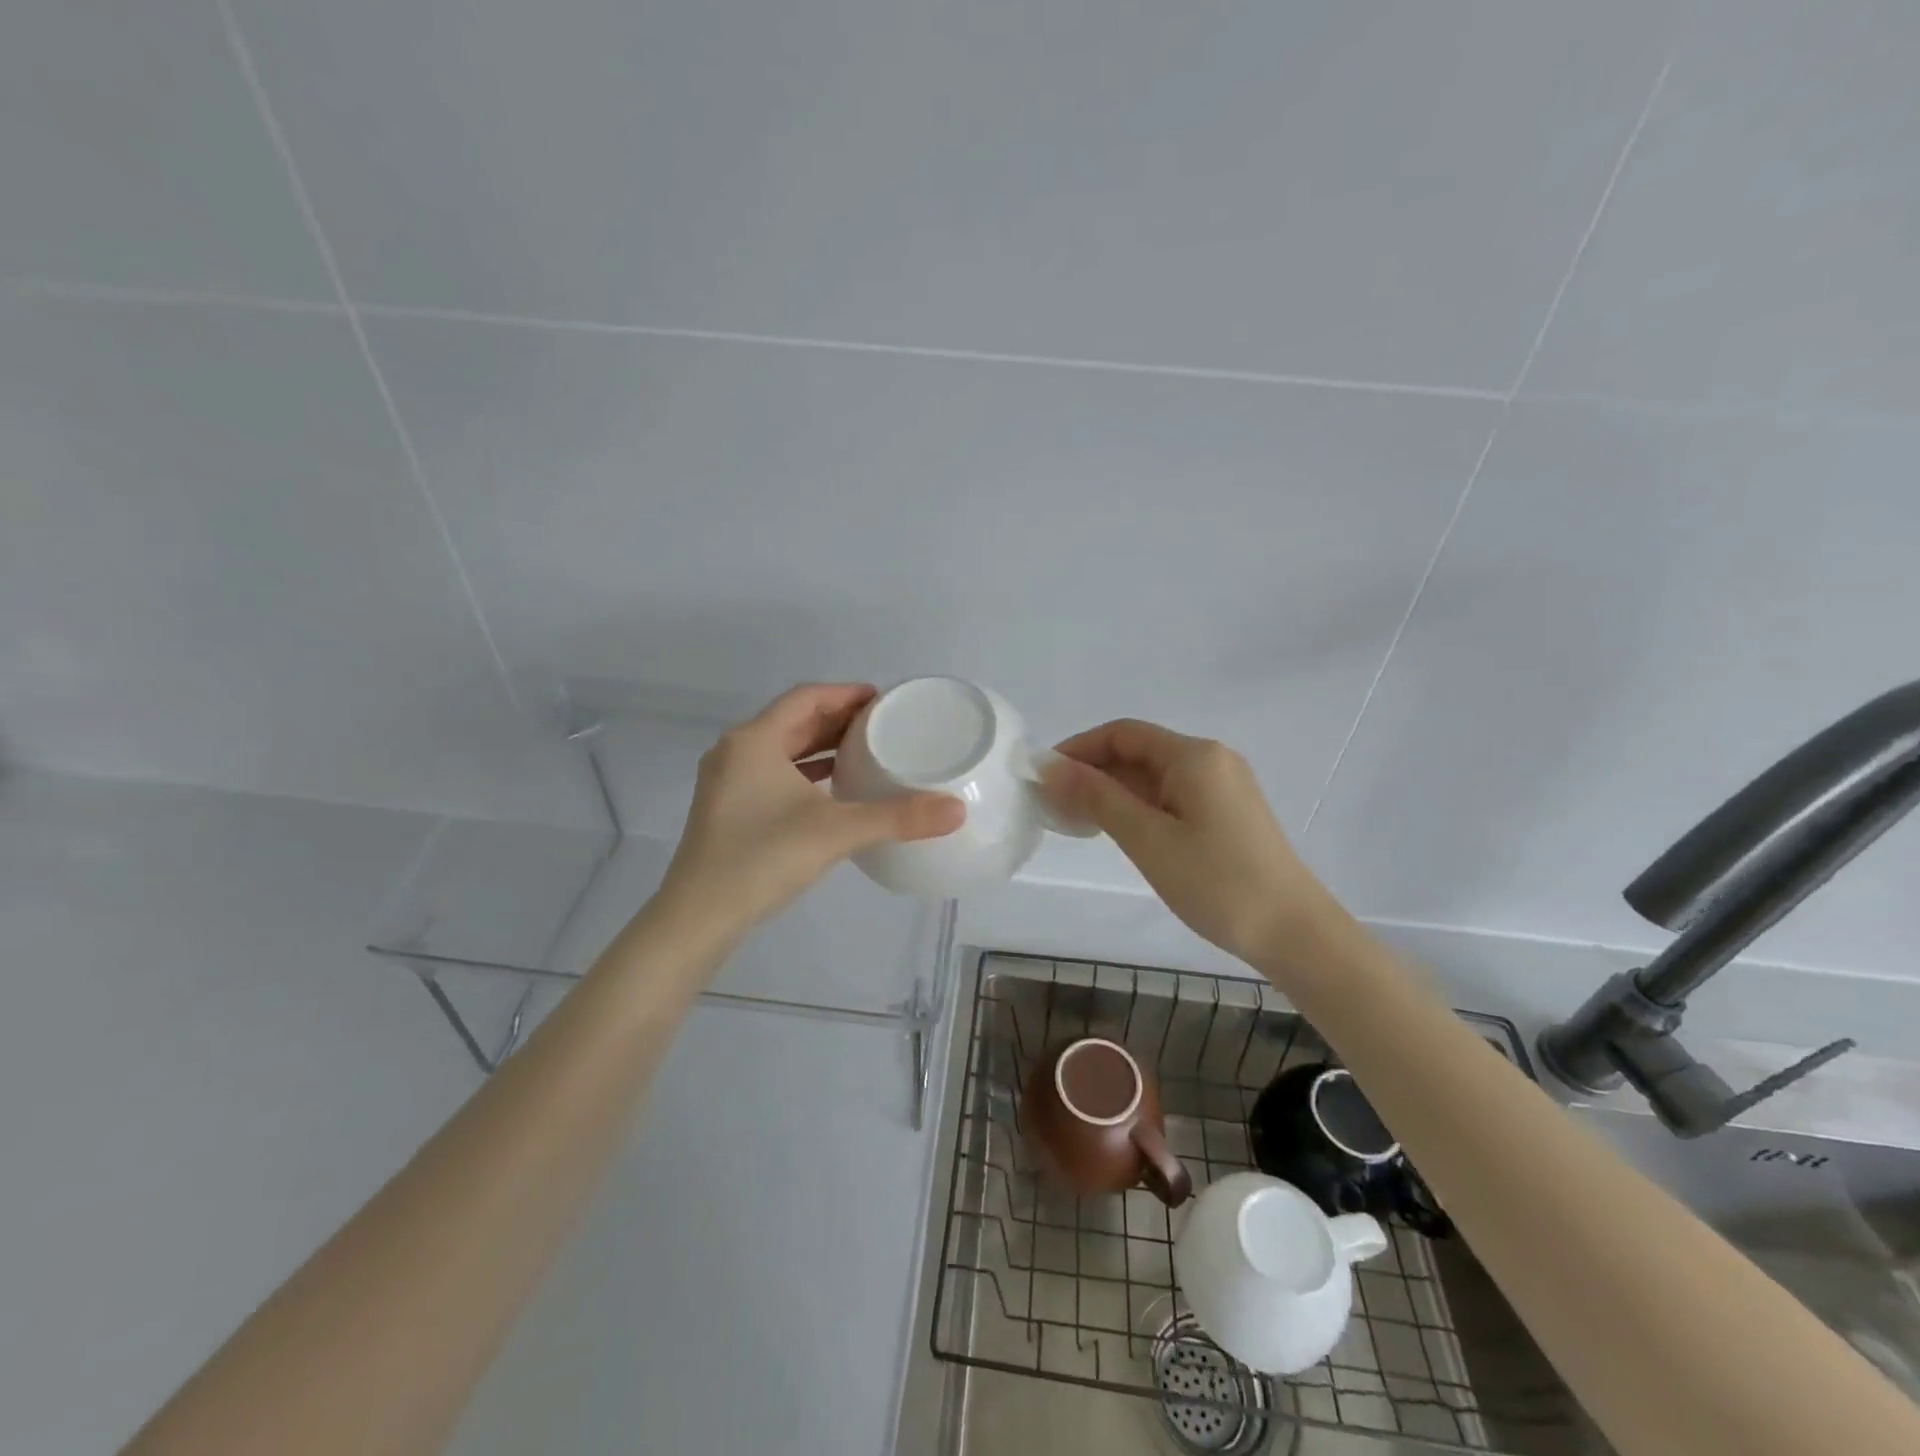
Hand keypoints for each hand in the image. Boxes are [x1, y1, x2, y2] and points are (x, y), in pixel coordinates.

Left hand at [660, 683, 964, 937]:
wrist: (697, 918)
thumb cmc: (762, 859)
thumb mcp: (836, 832)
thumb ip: (897, 818)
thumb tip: (957, 810)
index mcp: (754, 740)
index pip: (807, 698)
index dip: (846, 693)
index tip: (883, 700)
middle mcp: (736, 751)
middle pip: (793, 720)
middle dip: (837, 719)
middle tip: (881, 726)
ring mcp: (726, 782)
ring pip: (781, 749)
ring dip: (820, 746)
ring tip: (864, 752)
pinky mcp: (726, 809)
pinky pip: (772, 774)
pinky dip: (804, 773)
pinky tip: (831, 790)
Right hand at [1043, 719, 1339, 967]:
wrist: (1295, 933)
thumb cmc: (1217, 883)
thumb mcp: (1148, 839)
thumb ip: (1097, 798)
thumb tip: (1050, 766)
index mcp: (1193, 756)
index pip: (1122, 733)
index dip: (1079, 748)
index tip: (1044, 777)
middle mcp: (1211, 760)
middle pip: (1139, 751)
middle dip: (1093, 772)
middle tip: (1053, 805)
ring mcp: (1223, 787)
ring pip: (1154, 776)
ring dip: (1113, 791)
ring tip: (1077, 821)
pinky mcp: (1228, 813)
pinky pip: (1172, 796)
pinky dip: (1139, 806)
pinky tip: (1118, 831)